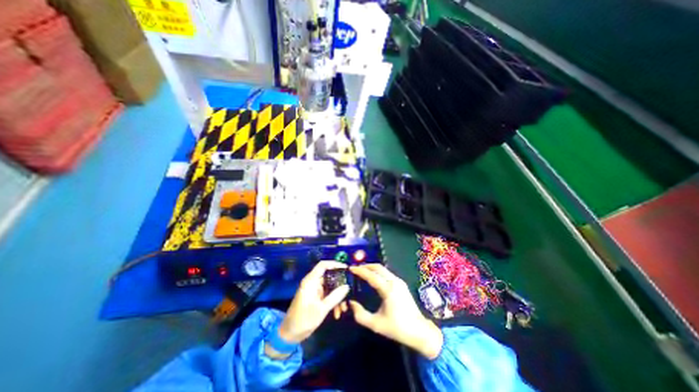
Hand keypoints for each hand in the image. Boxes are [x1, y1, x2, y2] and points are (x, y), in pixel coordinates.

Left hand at [276, 262, 345, 344]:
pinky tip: (337, 312)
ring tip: (343, 308)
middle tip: (349, 290)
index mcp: (310, 281)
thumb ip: (335, 296)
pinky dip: (333, 301)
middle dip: (339, 285)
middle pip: (329, 276)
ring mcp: (314, 290)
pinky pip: (327, 295)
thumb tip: (347, 286)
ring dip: (337, 296)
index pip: (323, 265)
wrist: (290, 335)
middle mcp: (312, 283)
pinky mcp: (316, 297)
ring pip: (330, 287)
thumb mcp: (321, 309)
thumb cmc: (303, 320)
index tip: (346, 268)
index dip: (334, 264)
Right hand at [349, 265, 440, 359]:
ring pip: (383, 269)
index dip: (360, 271)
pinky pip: (387, 273)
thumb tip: (350, 303)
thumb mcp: (376, 324)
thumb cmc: (397, 328)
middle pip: (378, 267)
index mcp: (388, 290)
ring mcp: (399, 282)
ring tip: (362, 271)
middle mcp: (394, 282)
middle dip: (366, 266)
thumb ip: (360, 315)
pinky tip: (373, 277)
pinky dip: (378, 272)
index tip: (351, 268)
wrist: (419, 331)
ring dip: (372, 268)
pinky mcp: (402, 284)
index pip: (371, 275)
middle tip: (356, 268)